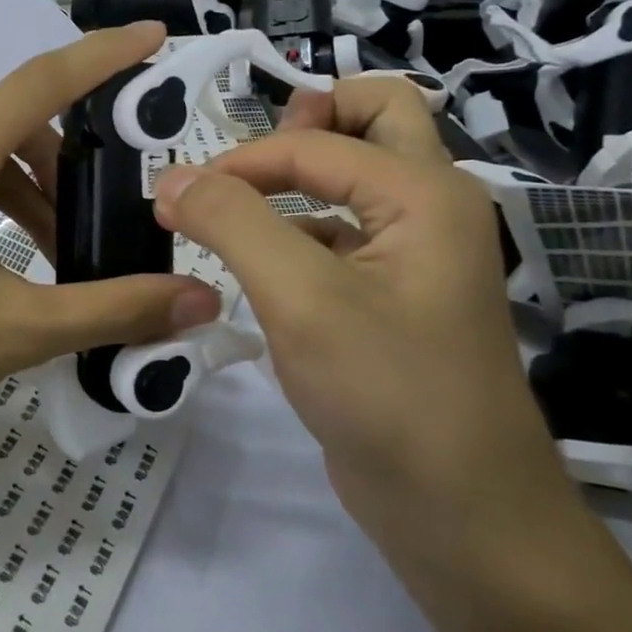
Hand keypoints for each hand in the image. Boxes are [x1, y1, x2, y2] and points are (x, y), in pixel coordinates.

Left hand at [0, 22, 220, 449]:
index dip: (104, 55)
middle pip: (16, 117)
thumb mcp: (14, 330)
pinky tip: (19, 250)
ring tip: (69, 245)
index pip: (41, 81)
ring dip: (34, 184)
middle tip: (120, 198)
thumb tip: (200, 300)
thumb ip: (113, 309)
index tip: (154, 37)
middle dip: (74, 154)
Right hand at [151, 78, 571, 538]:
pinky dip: (299, 227)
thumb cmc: (388, 393)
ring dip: (299, 172)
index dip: (239, 163)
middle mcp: (428, 207)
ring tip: (234, 206)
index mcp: (423, 191)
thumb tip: (171, 178)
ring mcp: (414, 252)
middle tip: (249, 159)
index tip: (176, 200)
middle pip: (376, 116)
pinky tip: (259, 265)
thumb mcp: (301, 298)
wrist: (461, 515)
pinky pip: (343, 231)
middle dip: (308, 119)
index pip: (314, 143)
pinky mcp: (391, 295)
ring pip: (358, 174)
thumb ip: (233, 222)